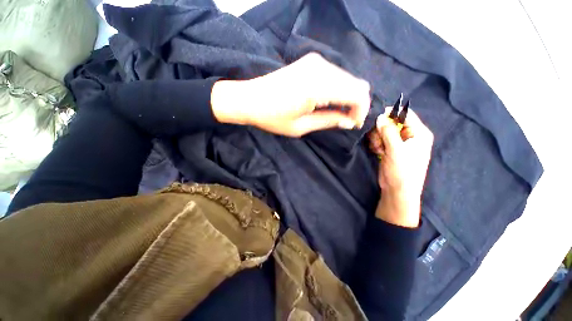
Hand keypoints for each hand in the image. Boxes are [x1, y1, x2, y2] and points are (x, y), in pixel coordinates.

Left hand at [210, 53, 370, 136]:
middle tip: (346, 120)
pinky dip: (338, 89)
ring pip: (347, 79)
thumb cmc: (272, 117)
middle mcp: (320, 68)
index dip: (361, 111)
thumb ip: (329, 121)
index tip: (353, 124)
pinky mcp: (310, 61)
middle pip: (356, 84)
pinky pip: (336, 75)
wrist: (250, 99)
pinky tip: (329, 101)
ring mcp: (315, 61)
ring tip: (337, 113)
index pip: (357, 94)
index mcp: (317, 87)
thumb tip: (349, 121)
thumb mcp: (301, 126)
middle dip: (356, 104)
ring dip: (347, 96)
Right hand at [367, 107, 433, 226]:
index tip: (378, 116)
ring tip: (379, 149)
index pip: (406, 115)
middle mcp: (410, 136)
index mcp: (419, 133)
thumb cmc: (402, 170)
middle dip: (382, 130)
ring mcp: (399, 143)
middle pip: (392, 123)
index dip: (392, 113)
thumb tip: (380, 117)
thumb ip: (388, 131)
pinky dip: (377, 144)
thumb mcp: (396, 150)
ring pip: (383, 131)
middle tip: (379, 140)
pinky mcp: (390, 149)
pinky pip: (380, 140)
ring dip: (378, 138)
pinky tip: (378, 152)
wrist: (397, 190)